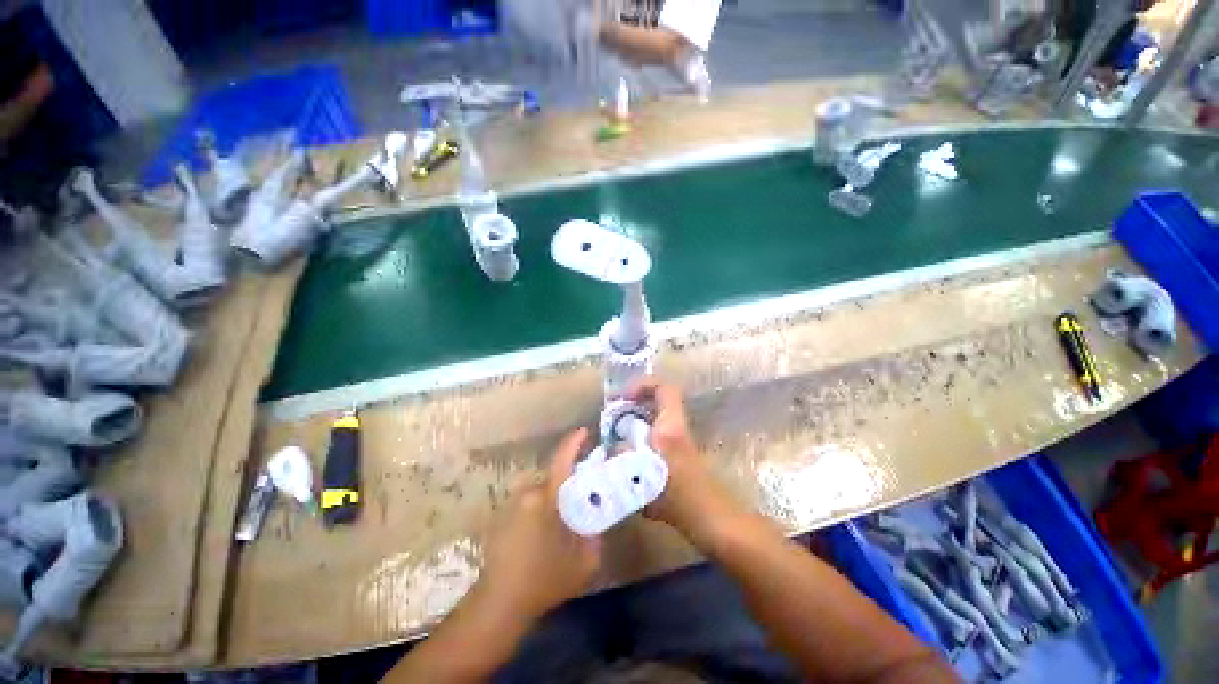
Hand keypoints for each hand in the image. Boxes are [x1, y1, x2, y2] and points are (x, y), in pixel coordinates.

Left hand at [476, 428, 601, 620]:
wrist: (499, 603)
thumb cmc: (545, 580)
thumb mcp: (585, 562)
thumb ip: (596, 534)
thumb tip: (599, 517)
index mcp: (547, 499)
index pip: (562, 460)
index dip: (574, 442)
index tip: (585, 431)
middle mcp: (528, 494)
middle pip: (552, 475)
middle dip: (567, 478)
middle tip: (583, 490)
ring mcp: (511, 504)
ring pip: (539, 488)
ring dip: (552, 494)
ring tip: (563, 515)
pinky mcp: (502, 516)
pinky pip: (528, 500)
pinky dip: (539, 505)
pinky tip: (543, 530)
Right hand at [625, 378, 739, 541]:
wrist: (711, 519)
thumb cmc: (679, 499)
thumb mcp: (641, 478)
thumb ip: (622, 459)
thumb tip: (611, 448)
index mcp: (671, 427)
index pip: (664, 388)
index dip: (642, 385)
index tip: (622, 399)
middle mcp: (678, 428)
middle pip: (658, 401)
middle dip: (634, 405)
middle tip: (614, 418)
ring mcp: (681, 440)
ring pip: (656, 418)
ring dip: (637, 421)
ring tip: (616, 437)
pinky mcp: (681, 453)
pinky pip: (657, 433)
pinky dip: (642, 437)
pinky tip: (629, 458)